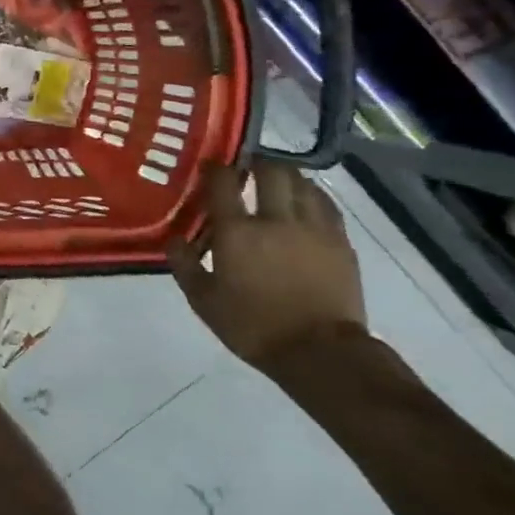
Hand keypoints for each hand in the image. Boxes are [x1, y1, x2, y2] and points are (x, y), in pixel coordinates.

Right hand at [167, 160, 366, 367]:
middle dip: (258, 162)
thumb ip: (185, 265)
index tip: (209, 165)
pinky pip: (326, 205)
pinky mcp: (340, 242)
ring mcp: (313, 228)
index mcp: (237, 233)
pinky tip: (306, 201)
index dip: (215, 168)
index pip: (223, 183)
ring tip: (277, 180)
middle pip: (271, 171)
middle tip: (247, 166)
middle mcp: (276, 220)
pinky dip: (312, 195)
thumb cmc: (253, 327)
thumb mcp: (204, 301)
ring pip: (303, 183)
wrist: (320, 352)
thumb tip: (174, 240)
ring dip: (287, 176)